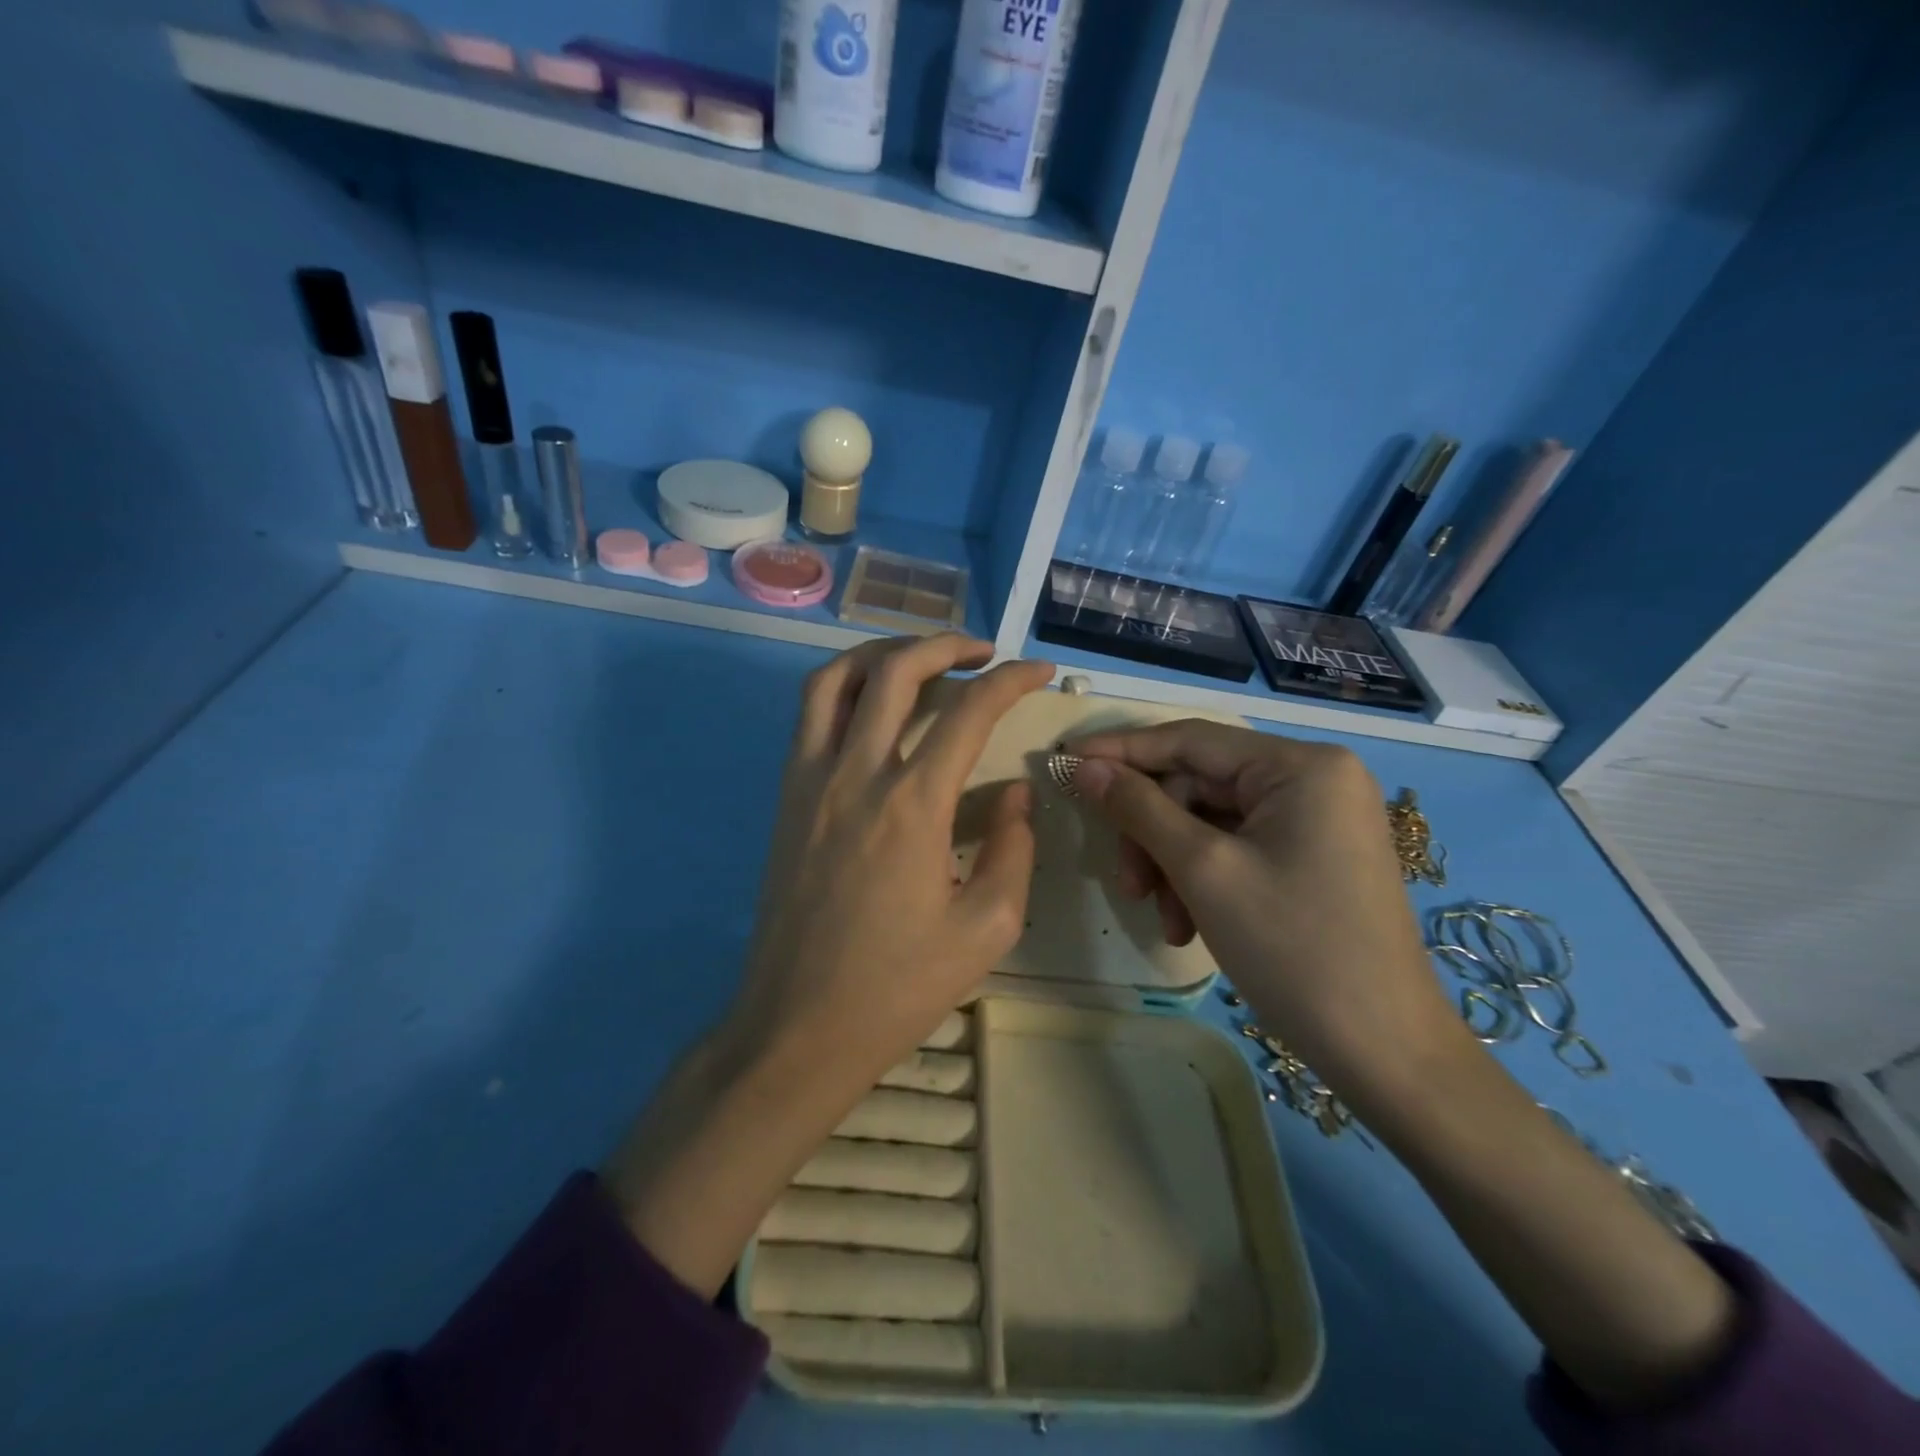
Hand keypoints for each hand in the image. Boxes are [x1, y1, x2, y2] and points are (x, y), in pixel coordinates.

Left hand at [737, 633, 1055, 1077]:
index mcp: (912, 806)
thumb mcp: (986, 928)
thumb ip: (1012, 848)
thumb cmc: (897, 987)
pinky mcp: (785, 796)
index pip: (969, 712)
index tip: (1038, 671)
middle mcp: (856, 774)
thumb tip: (1014, 793)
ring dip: (884, 652)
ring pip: (837, 678)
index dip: (1011, 681)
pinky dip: (845, 685)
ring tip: (922, 658)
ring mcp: (810, 780)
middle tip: (983, 652)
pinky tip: (874, 705)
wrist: (798, 1026)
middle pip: (896, 671)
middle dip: (946, 645)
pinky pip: (810, 714)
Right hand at [1071, 719, 1467, 1102]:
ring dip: (1173, 864)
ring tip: (1164, 919)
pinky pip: (1236, 848)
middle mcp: (1314, 779)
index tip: (1065, 761)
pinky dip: (1202, 880)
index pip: (1191, 740)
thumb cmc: (1293, 949)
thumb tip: (1084, 766)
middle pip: (1199, 785)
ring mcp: (1317, 820)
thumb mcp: (1203, 870)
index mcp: (1301, 766)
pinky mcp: (1313, 856)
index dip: (1122, 751)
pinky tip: (1190, 924)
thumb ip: (1138, 808)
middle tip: (1127, 884)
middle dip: (1154, 833)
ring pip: (1211, 821)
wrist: (1385, 1052)